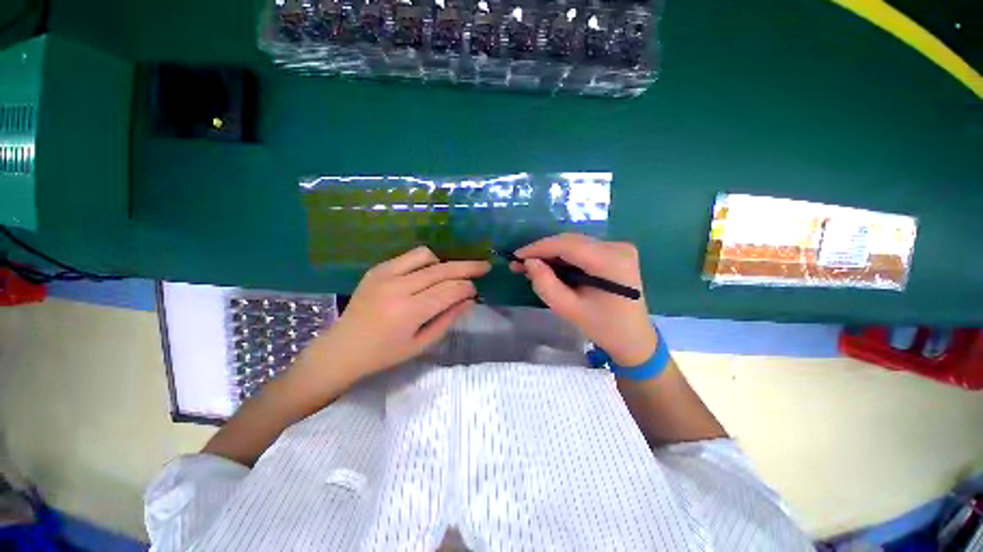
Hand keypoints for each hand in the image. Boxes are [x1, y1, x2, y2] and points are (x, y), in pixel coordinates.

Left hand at [303, 247, 489, 381]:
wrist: (342, 348)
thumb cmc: (385, 354)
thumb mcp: (421, 344)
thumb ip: (448, 319)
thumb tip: (470, 300)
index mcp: (409, 311)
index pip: (449, 291)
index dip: (467, 288)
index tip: (475, 290)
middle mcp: (398, 287)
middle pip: (442, 270)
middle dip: (467, 267)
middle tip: (484, 266)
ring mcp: (385, 274)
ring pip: (427, 256)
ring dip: (444, 263)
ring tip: (451, 273)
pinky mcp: (377, 269)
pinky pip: (409, 256)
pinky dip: (426, 261)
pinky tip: (429, 272)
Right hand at [512, 233, 656, 366]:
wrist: (634, 338)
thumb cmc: (603, 327)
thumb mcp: (569, 309)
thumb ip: (546, 285)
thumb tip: (529, 262)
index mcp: (611, 262)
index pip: (568, 245)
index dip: (539, 247)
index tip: (516, 256)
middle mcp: (617, 247)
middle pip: (571, 242)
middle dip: (543, 251)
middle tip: (519, 263)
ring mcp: (618, 248)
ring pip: (574, 244)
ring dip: (551, 254)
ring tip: (530, 266)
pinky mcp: (615, 252)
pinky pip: (582, 250)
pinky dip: (563, 258)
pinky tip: (549, 266)